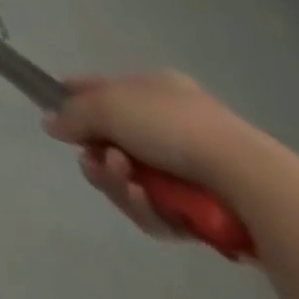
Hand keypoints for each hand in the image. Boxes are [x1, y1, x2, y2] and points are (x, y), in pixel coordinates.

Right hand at [43, 72, 257, 238]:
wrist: (248, 182)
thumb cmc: (171, 127)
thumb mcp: (107, 106)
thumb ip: (72, 113)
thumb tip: (50, 123)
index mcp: (153, 89)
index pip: (101, 89)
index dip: (73, 101)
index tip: (55, 118)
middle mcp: (170, 124)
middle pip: (112, 141)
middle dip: (99, 156)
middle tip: (95, 162)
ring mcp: (190, 168)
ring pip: (131, 179)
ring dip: (119, 183)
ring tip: (127, 183)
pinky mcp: (202, 210)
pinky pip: (158, 209)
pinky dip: (146, 208)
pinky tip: (149, 203)